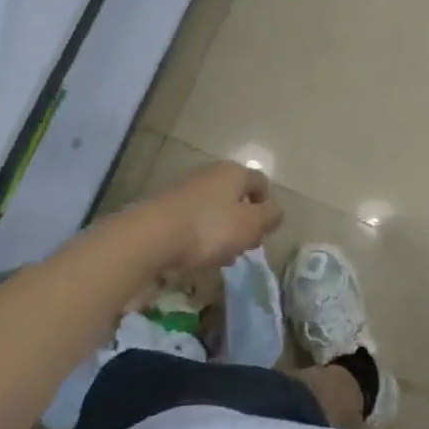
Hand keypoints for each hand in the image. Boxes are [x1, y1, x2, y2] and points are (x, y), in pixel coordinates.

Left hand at [133, 159, 280, 272]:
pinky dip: (202, 234)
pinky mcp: (169, 205)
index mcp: (235, 172)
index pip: (261, 183)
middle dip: (244, 222)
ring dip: (223, 231)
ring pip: (217, 209)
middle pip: (238, 196)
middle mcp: (212, 173)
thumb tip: (276, 211)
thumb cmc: (209, 228)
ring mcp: (188, 187)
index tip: (263, 232)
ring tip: (220, 257)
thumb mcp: (250, 225)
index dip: (267, 207)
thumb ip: (269, 217)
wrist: (152, 235)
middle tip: (244, 247)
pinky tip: (198, 254)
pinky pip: (196, 218)